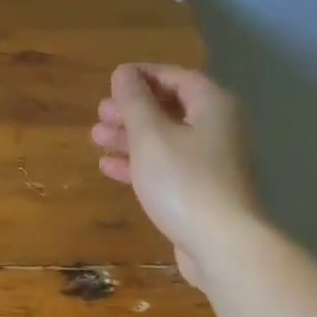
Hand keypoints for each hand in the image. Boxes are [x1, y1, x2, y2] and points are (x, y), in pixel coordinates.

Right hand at [92, 62, 258, 288]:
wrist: (220, 244)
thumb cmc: (183, 181)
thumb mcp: (151, 135)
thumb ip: (134, 101)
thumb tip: (124, 73)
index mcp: (212, 105)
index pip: (176, 77)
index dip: (143, 76)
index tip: (112, 81)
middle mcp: (217, 128)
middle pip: (171, 109)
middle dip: (133, 110)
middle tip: (100, 114)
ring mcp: (210, 163)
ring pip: (166, 140)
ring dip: (131, 138)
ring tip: (96, 138)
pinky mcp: (200, 192)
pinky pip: (167, 168)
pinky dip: (140, 164)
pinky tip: (109, 168)